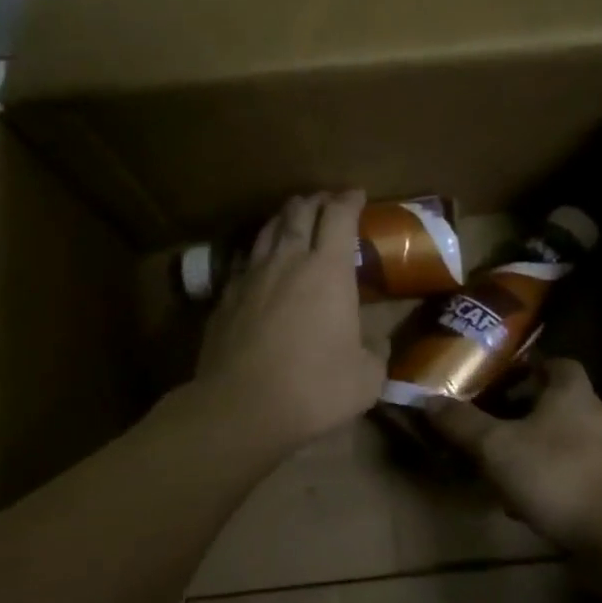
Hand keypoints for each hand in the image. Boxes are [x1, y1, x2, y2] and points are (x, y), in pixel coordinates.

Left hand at [194, 191, 386, 452]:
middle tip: (326, 202)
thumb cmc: (314, 388)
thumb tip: (376, 342)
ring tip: (293, 218)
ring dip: (284, 218)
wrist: (241, 407)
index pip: (339, 216)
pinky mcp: (225, 298)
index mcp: (328, 271)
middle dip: (315, 201)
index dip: (349, 200)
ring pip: (267, 230)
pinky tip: (261, 262)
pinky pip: (245, 260)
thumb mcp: (366, 378)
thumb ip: (375, 352)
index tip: (357, 195)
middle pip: (299, 213)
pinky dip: (259, 252)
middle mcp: (287, 261)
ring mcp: (251, 277)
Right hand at [426, 359, 601, 554]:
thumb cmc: (558, 475)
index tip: (496, 381)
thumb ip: (462, 423)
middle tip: (487, 424)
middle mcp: (596, 415)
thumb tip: (426, 399)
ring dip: (532, 449)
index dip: (526, 367)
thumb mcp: (497, 448)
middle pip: (555, 402)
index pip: (555, 363)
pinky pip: (572, 473)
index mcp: (572, 392)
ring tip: (498, 466)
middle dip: (521, 412)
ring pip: (562, 440)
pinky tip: (524, 502)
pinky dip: (548, 480)